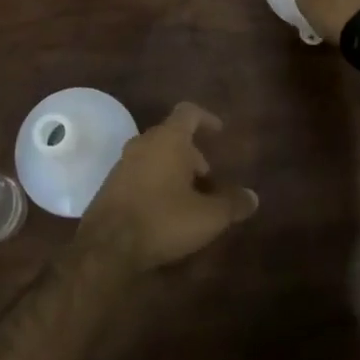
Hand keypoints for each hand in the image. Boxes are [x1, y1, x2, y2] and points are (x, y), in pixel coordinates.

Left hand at [75, 103, 257, 273]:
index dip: (206, 118)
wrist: (107, 246)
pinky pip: (139, 173)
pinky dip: (155, 181)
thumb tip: (253, 197)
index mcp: (168, 140)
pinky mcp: (110, 185)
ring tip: (189, 198)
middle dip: (192, 153)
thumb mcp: (208, 216)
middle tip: (207, 179)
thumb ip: (232, 204)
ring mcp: (122, 163)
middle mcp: (142, 143)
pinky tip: (165, 210)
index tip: (219, 132)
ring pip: (154, 155)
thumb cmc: (163, 220)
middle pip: (171, 135)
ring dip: (173, 169)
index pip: (188, 112)